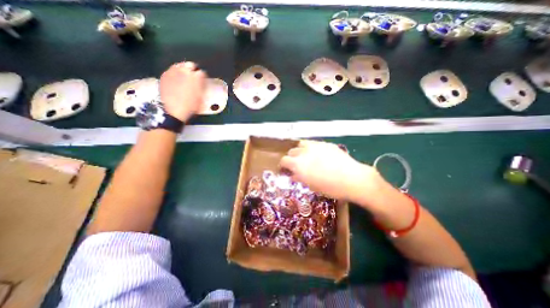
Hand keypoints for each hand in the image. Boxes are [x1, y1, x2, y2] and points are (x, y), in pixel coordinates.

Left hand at [162, 61, 209, 120]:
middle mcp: (185, 71)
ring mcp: (173, 72)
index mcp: (197, 78)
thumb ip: (202, 87)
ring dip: (183, 70)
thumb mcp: (201, 98)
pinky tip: (176, 79)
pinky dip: (175, 73)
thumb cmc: (191, 107)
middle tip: (194, 77)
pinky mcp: (165, 75)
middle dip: (193, 70)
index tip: (203, 81)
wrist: (174, 111)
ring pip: (180, 65)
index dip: (203, 77)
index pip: (202, 72)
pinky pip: (171, 70)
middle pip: (190, 65)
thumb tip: (202, 82)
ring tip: (185, 77)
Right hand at [281, 139, 380, 202]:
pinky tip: (318, 155)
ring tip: (306, 157)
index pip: (284, 160)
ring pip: (301, 144)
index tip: (285, 169)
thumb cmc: (330, 187)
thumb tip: (293, 175)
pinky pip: (313, 143)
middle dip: (292, 158)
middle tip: (296, 165)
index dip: (283, 165)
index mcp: (298, 164)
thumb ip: (299, 178)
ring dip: (300, 151)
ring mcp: (315, 146)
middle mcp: (304, 152)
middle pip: (291, 151)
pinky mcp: (325, 144)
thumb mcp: (311, 186)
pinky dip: (311, 148)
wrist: (352, 179)